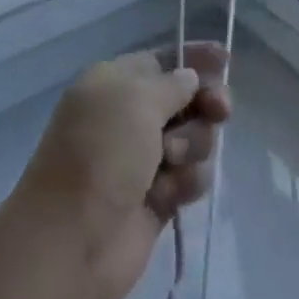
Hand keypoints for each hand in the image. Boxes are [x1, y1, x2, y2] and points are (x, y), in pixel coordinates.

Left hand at [11, 44, 231, 298]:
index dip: (193, 59)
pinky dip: (185, 182)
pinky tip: (168, 195)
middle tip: (220, 111)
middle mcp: (128, 117)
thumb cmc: (101, 153)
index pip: (161, 60)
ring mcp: (143, 159)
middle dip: (204, 103)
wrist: (73, 240)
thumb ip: (172, 83)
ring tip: (171, 162)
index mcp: (113, 83)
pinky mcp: (157, 198)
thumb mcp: (136, 100)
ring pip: (195, 139)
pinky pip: (191, 177)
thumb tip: (189, 78)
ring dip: (193, 146)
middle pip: (185, 99)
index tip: (225, 58)